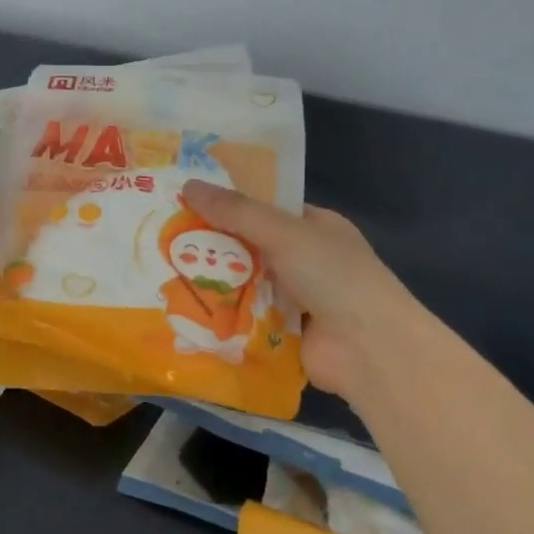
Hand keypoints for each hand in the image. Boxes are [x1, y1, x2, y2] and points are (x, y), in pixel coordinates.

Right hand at [182, 180, 440, 400]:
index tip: (187, 201)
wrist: (368, 349)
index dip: (229, 203)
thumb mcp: (283, 232)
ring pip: (246, 283)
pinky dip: (224, 315)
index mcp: (316, 226)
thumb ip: (236, 211)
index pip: (266, 208)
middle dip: (215, 244)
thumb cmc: (332, 274)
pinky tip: (184, 309)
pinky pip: (247, 318)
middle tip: (166, 237)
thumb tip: (187, 185)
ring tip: (164, 271)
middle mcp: (307, 259)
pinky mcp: (285, 333)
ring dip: (216, 281)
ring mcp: (297, 298)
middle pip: (252, 246)